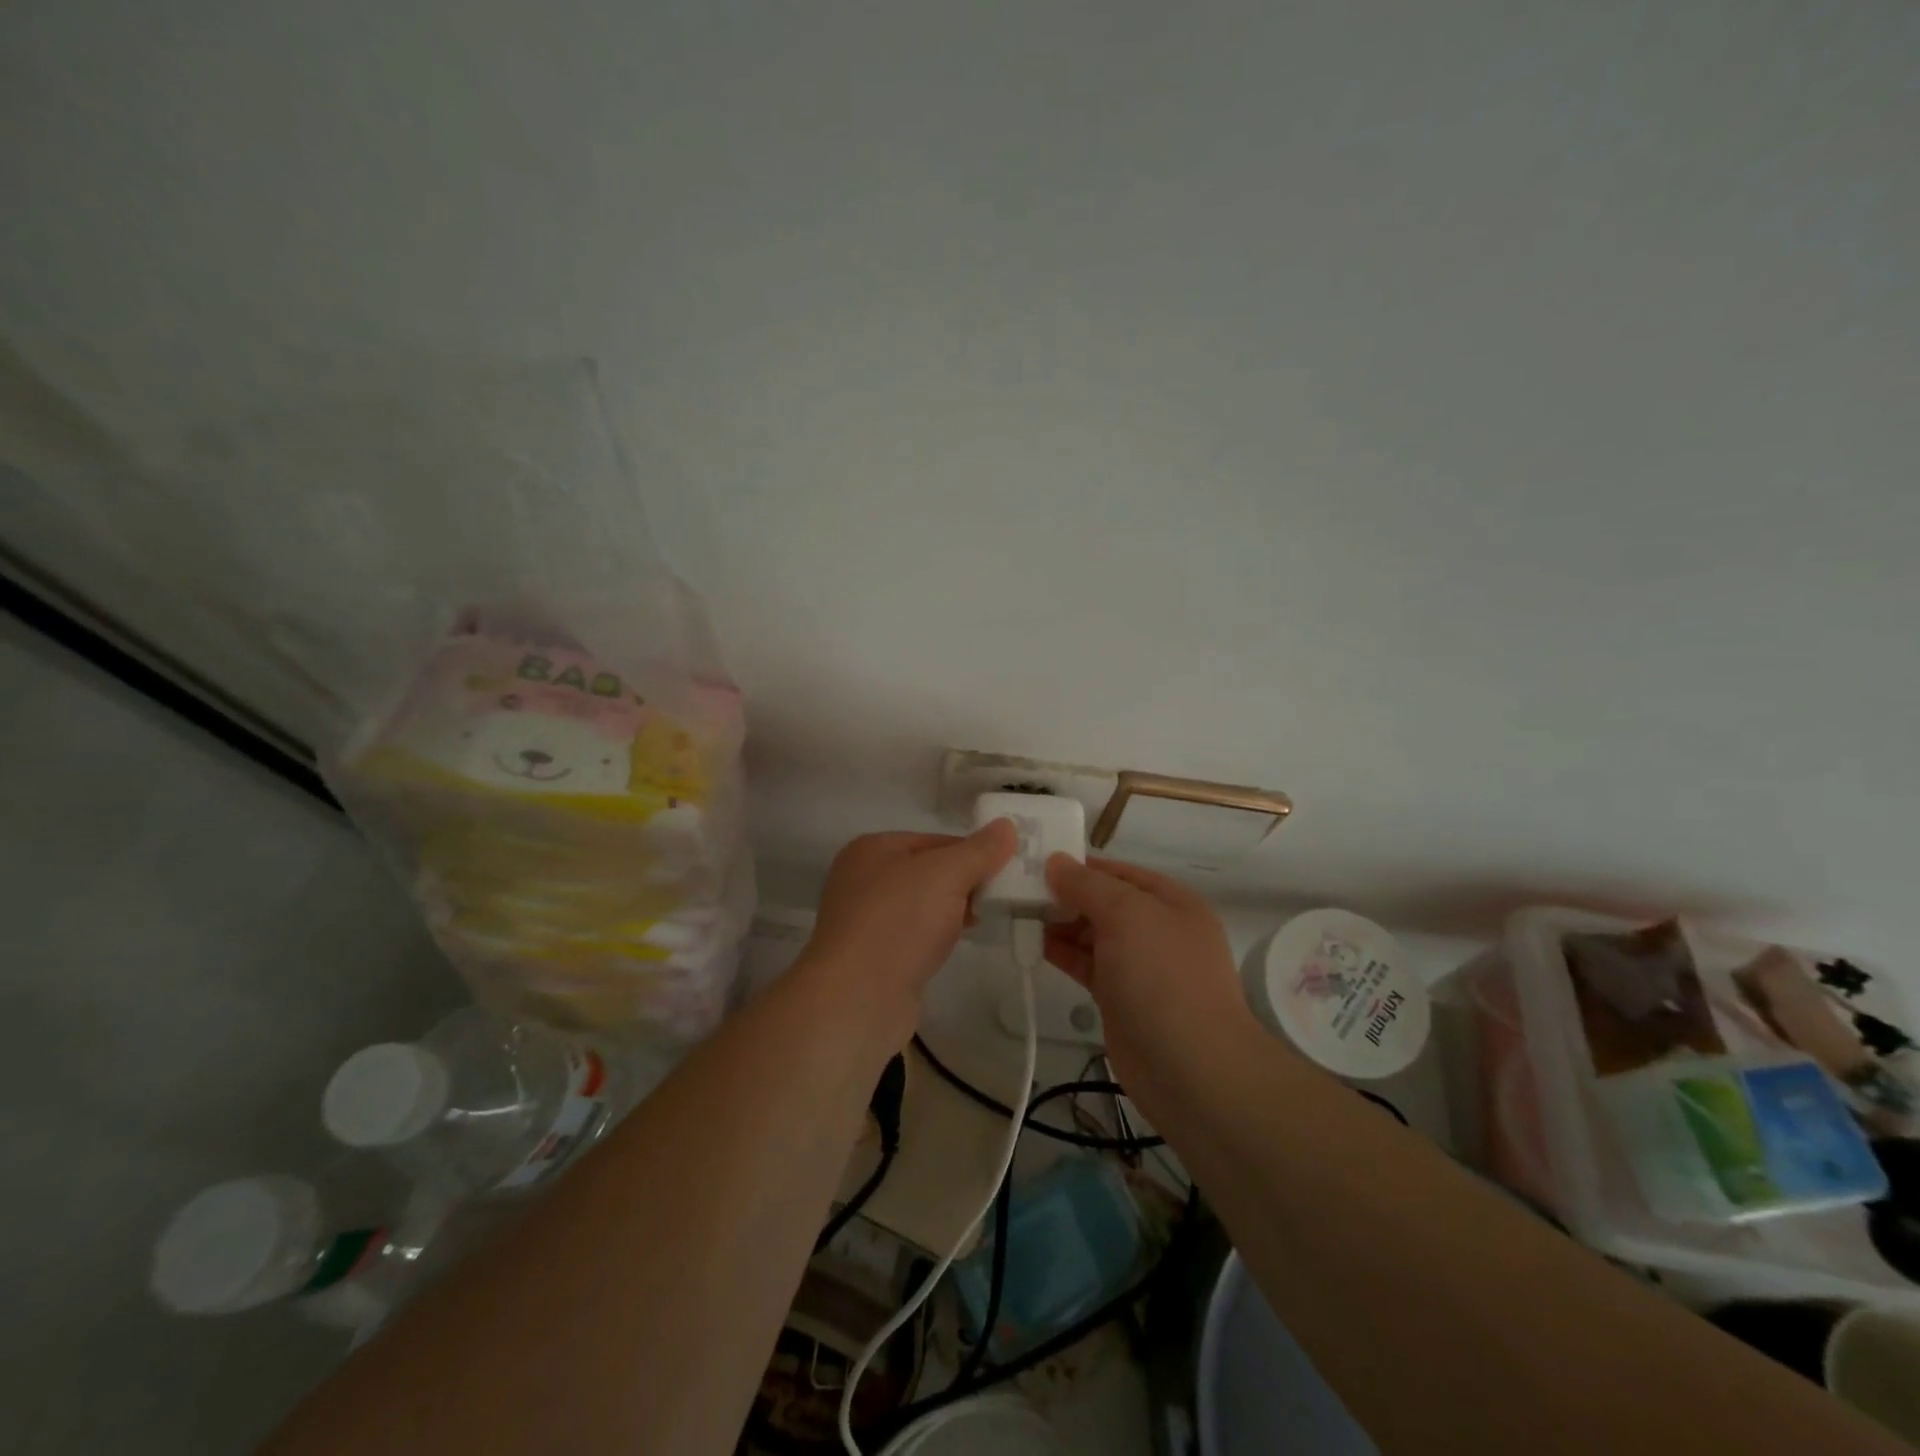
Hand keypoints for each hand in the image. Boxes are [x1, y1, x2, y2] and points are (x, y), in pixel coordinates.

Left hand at [800, 821, 1018, 1042]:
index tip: (1006, 870)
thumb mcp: (946, 874)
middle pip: (929, 871)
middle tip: (1000, 897)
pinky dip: (936, 936)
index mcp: (872, 848)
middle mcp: (863, 878)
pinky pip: (914, 934)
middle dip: (965, 883)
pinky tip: (954, 945)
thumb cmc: (899, 922)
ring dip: (952, 911)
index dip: (973, 853)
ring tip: (984, 921)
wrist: (857, 999)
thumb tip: (1007, 825)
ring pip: (923, 905)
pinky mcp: (873, 956)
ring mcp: (865, 920)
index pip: (936, 840)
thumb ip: (978, 850)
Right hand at [1044, 855, 1268, 1101]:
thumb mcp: (1126, 915)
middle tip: (1021, 890)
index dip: (1081, 865)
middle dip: (1067, 895)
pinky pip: (1089, 964)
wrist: (1189, 1067)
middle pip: (1106, 902)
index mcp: (1172, 902)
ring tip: (1022, 916)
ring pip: (1094, 934)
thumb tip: (1055, 862)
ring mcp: (1141, 966)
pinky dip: (1065, 953)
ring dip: (1062, 924)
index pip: (1120, 872)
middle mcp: (1159, 929)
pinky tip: (1038, 945)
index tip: (1038, 862)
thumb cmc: (1162, 977)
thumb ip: (1087, 885)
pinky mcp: (1122, 998)